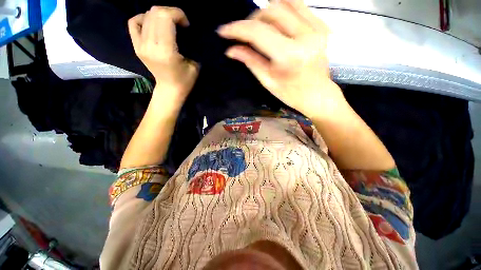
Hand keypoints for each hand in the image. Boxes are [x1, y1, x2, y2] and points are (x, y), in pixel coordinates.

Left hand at [128, 7, 198, 99]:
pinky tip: (153, 25)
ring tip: (169, 25)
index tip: (186, 24)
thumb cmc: (185, 80)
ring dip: (160, 16)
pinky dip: (144, 19)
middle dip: (170, 13)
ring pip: (147, 15)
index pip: (165, 17)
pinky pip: (134, 22)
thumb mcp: (194, 65)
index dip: (177, 14)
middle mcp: (150, 45)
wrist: (169, 90)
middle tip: (179, 23)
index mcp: (165, 51)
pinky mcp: (136, 46)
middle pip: (155, 13)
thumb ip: (189, 45)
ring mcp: (140, 45)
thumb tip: (184, 29)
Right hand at [217, 0, 343, 117]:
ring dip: (266, 12)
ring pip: (286, 2)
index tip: (224, 31)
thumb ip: (251, 61)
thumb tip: (231, 50)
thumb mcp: (268, 81)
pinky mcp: (322, 26)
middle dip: (251, 20)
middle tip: (245, 33)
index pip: (258, 32)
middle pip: (271, 11)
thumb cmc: (291, 94)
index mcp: (289, 56)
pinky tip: (276, 22)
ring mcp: (317, 28)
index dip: (238, 29)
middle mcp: (305, 36)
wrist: (318, 95)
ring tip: (259, 26)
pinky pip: (299, 6)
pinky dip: (283, 9)